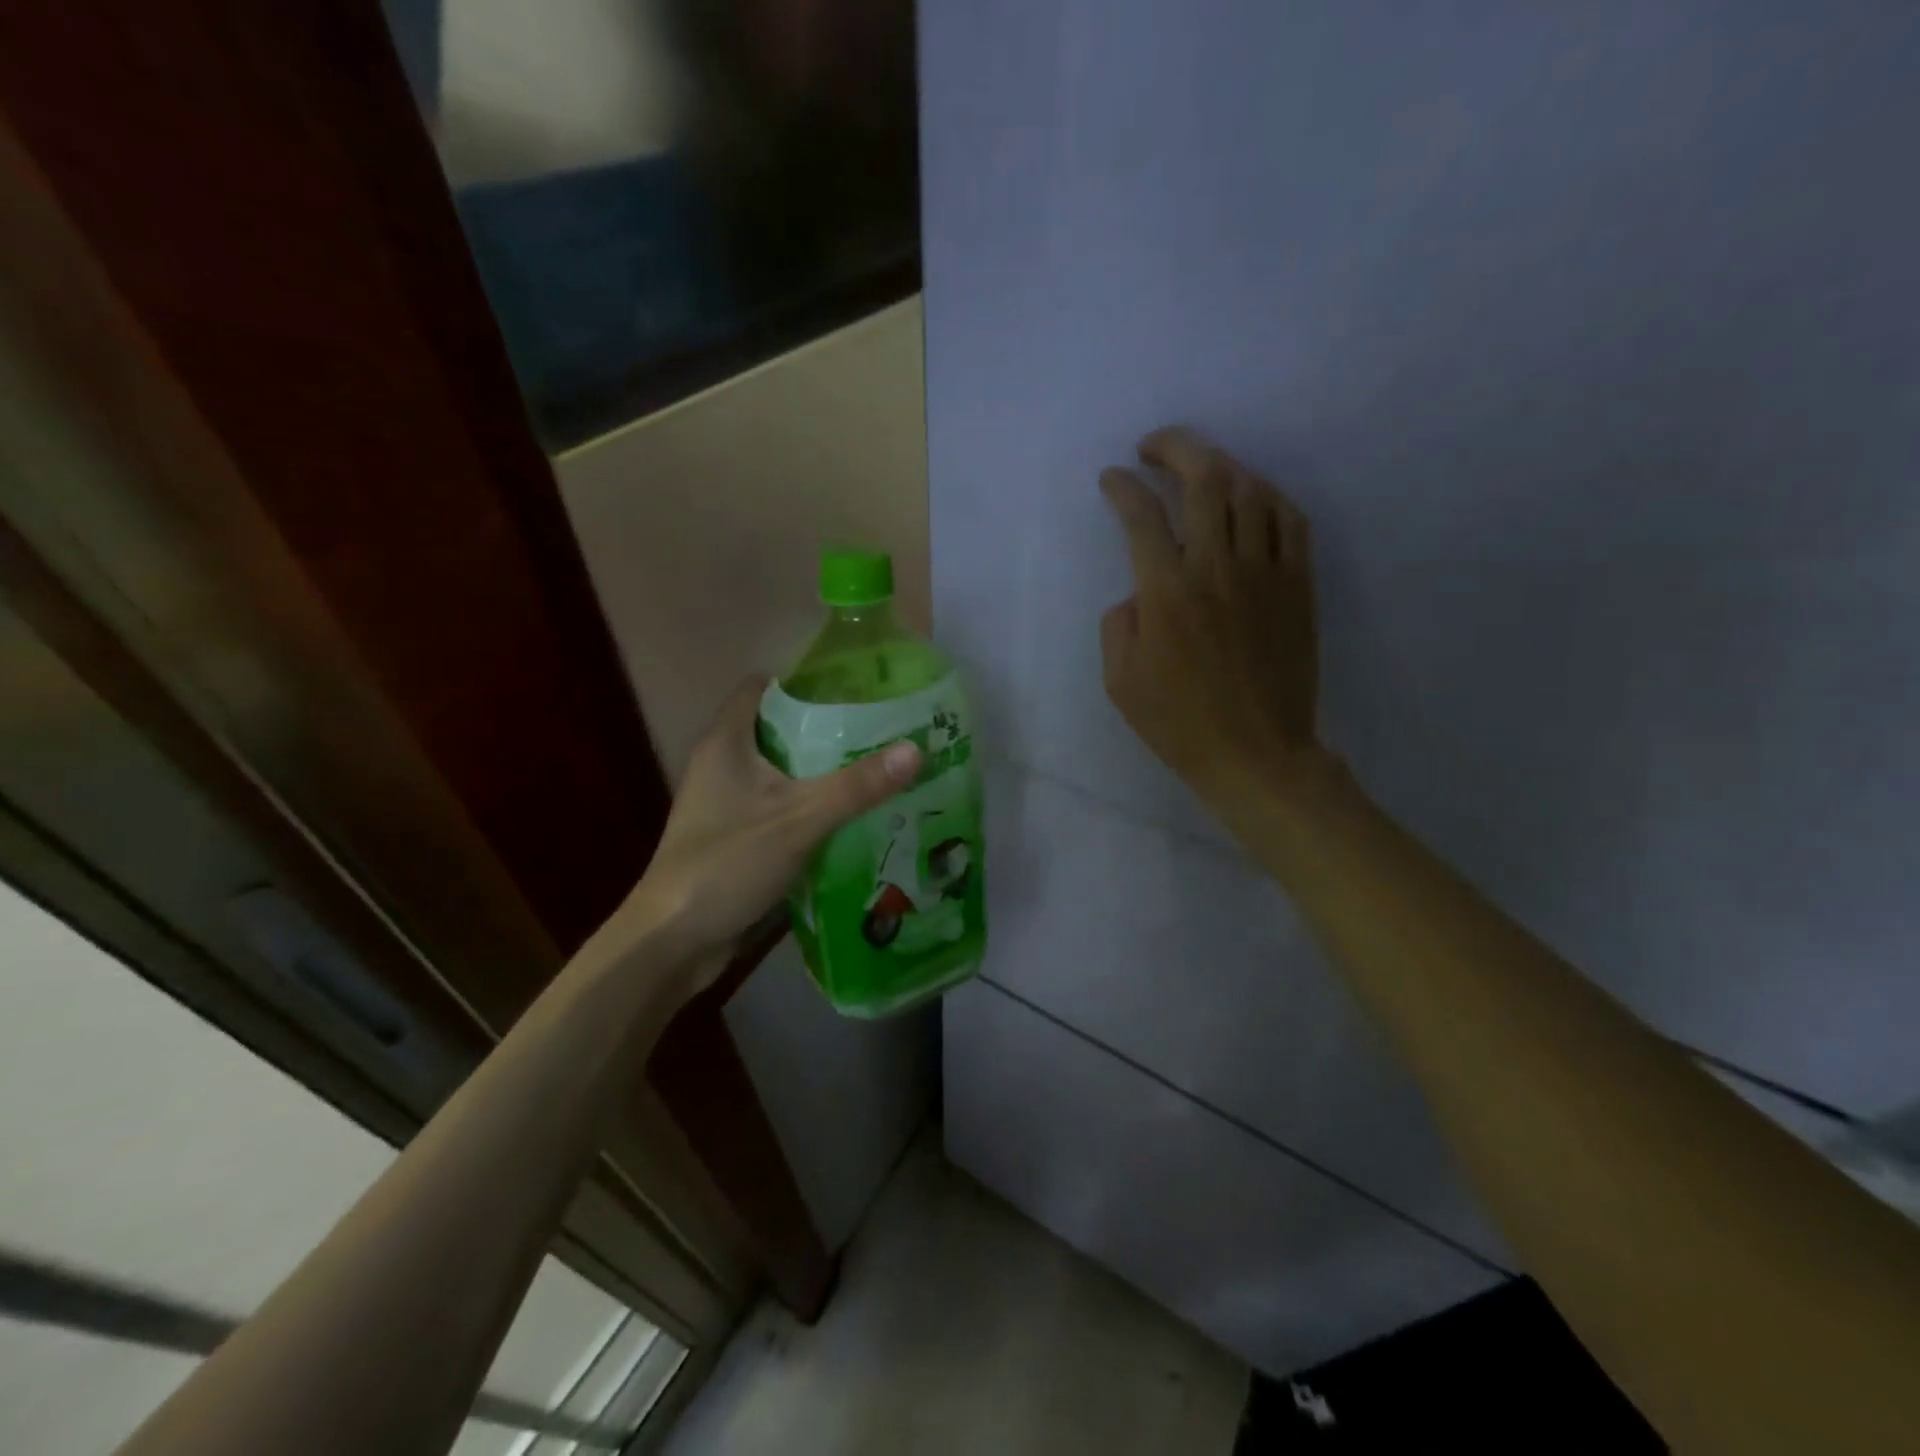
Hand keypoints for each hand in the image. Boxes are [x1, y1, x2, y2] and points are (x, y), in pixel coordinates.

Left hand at [615, 677, 921, 978]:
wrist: (674, 941)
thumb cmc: (728, 864)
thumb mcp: (799, 819)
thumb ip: (857, 786)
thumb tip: (916, 748)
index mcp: (726, 742)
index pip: (763, 686)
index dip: (806, 680)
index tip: (856, 686)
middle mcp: (723, 763)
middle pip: (779, 728)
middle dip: (828, 728)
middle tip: (882, 728)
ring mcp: (727, 802)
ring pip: (783, 771)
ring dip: (823, 770)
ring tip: (878, 766)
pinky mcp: (736, 835)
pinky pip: (781, 806)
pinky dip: (812, 805)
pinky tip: (853, 815)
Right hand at [1100, 426, 1320, 817]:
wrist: (1256, 755)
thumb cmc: (1179, 724)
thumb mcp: (1119, 682)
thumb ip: (1119, 624)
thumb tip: (1139, 592)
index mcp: (1167, 593)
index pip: (1141, 515)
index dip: (1122, 487)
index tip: (1111, 479)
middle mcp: (1217, 568)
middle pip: (1203, 479)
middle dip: (1175, 448)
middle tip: (1153, 447)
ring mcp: (1266, 573)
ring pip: (1250, 489)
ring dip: (1220, 465)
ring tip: (1200, 467)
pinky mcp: (1299, 586)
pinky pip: (1291, 520)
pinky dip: (1268, 496)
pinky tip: (1251, 497)